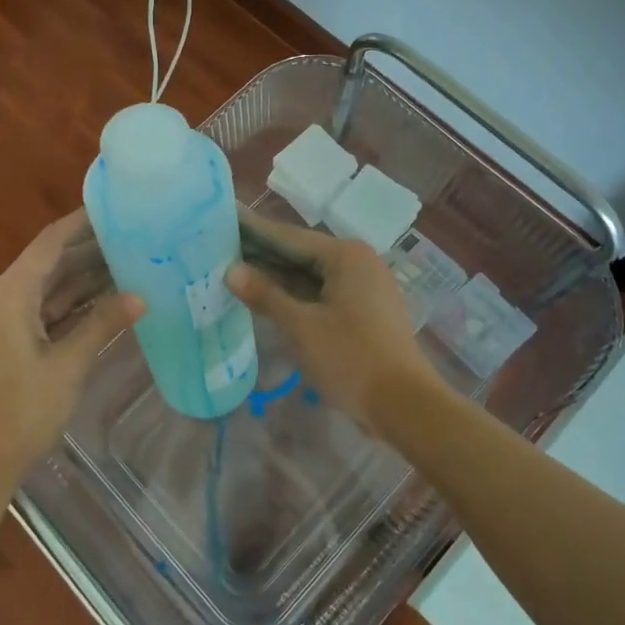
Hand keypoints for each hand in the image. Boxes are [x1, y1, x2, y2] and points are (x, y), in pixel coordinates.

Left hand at [0, 211, 142, 496]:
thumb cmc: (22, 413)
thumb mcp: (68, 366)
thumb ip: (103, 323)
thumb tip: (141, 296)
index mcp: (8, 295)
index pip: (49, 243)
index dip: (81, 223)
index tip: (115, 208)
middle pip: (47, 264)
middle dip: (89, 252)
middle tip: (134, 238)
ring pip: (45, 288)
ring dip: (81, 279)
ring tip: (127, 264)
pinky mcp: (0, 341)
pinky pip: (38, 310)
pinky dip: (68, 305)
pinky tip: (103, 300)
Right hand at [226, 214, 440, 435]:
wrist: (405, 406)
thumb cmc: (351, 359)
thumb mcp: (301, 326)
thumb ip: (265, 295)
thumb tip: (231, 271)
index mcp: (346, 255)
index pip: (289, 236)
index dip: (254, 230)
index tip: (224, 219)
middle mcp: (358, 262)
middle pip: (300, 253)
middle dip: (262, 254)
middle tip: (220, 248)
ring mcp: (364, 287)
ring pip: (310, 275)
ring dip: (276, 277)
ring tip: (234, 270)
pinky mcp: (364, 310)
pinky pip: (321, 293)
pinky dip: (295, 295)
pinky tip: (265, 299)